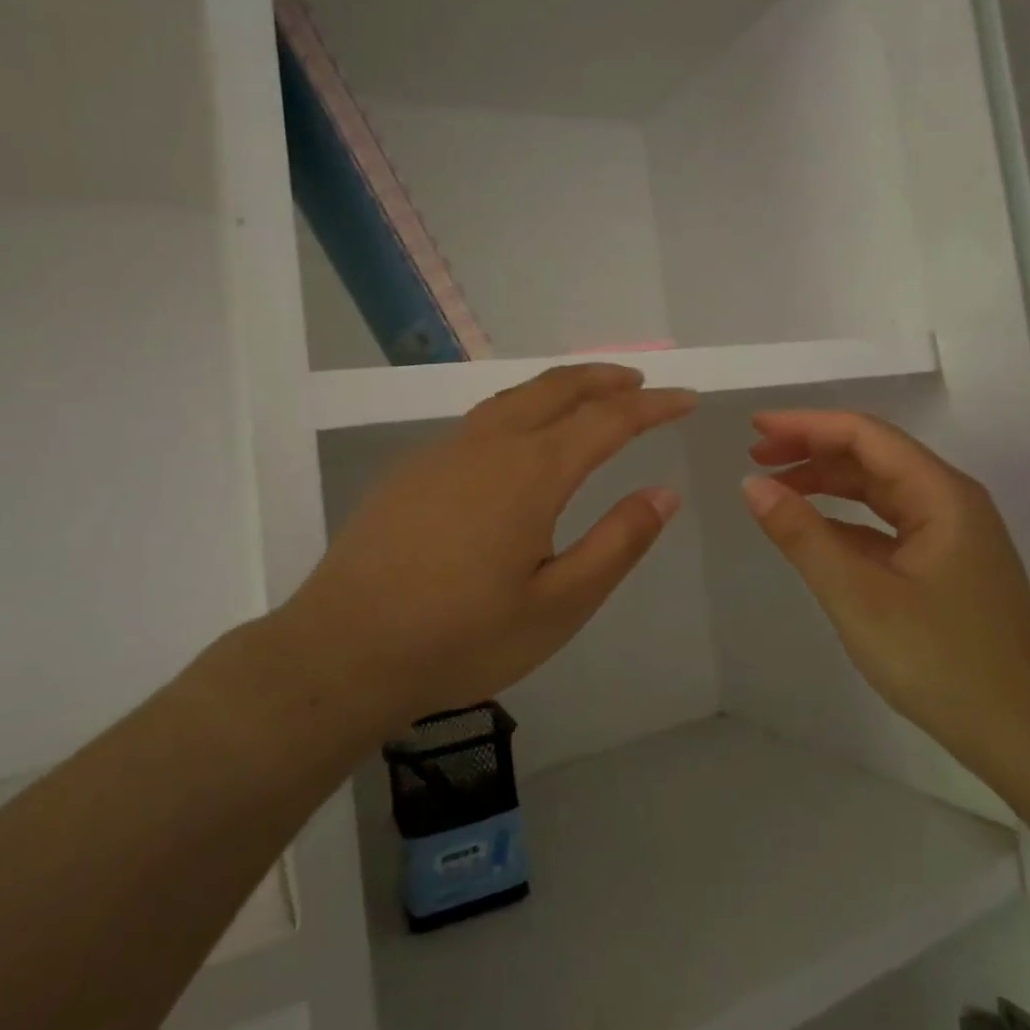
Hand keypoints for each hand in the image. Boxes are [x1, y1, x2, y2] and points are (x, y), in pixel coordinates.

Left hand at [282, 365, 696, 730]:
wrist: (343, 650)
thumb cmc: (461, 636)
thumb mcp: (559, 604)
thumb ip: (617, 543)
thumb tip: (665, 494)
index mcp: (532, 472)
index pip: (609, 419)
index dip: (654, 406)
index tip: (687, 399)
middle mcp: (490, 444)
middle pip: (557, 389)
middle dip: (605, 379)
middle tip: (640, 383)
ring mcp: (445, 451)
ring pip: (515, 398)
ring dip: (561, 388)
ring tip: (589, 397)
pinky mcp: (414, 469)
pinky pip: (483, 419)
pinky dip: (522, 408)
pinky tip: (521, 439)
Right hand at [742, 409, 1029, 778]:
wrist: (1023, 735)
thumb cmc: (941, 660)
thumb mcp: (859, 596)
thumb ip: (803, 536)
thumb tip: (752, 485)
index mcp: (940, 494)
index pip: (865, 435)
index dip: (807, 425)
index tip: (755, 427)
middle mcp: (950, 501)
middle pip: (873, 456)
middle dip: (812, 450)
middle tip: (756, 457)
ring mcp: (951, 534)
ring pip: (879, 490)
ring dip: (827, 483)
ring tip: (776, 488)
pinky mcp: (945, 565)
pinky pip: (887, 525)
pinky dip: (846, 520)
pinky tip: (814, 531)